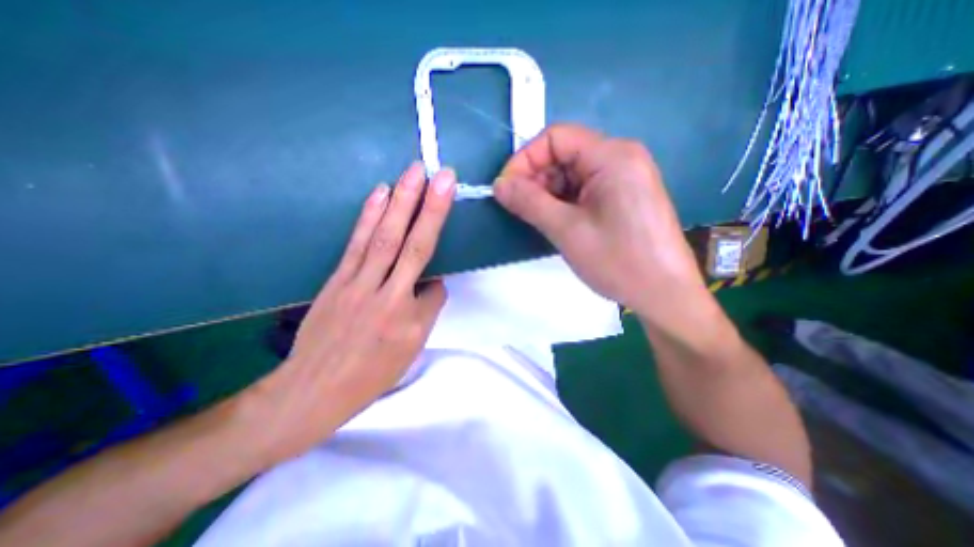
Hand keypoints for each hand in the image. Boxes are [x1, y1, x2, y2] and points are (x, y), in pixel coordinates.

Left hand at [243, 161, 456, 465]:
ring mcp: (358, 283)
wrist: (313, 389)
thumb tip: (428, 283)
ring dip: (402, 201)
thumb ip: (425, 312)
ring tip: (414, 172)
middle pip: (413, 245)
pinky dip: (370, 215)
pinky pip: (357, 242)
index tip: (435, 288)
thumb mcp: (409, 350)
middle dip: (431, 208)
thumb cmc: (370, 374)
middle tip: (443, 175)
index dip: (438, 287)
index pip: (435, 289)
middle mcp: (387, 295)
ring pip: (385, 237)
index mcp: (408, 319)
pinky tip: (381, 194)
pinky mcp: (338, 277)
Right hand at [496, 124, 708, 326]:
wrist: (664, 295)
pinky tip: (559, 223)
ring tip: (540, 220)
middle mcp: (621, 158)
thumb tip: (499, 184)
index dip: (525, 159)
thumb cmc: (618, 261)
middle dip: (536, 179)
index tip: (506, 189)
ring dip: (549, 193)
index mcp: (612, 156)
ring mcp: (624, 178)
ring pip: (572, 174)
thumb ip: (529, 202)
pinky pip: (584, 189)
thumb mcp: (567, 230)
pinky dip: (564, 202)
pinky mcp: (623, 197)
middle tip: (520, 209)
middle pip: (564, 154)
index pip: (556, 137)